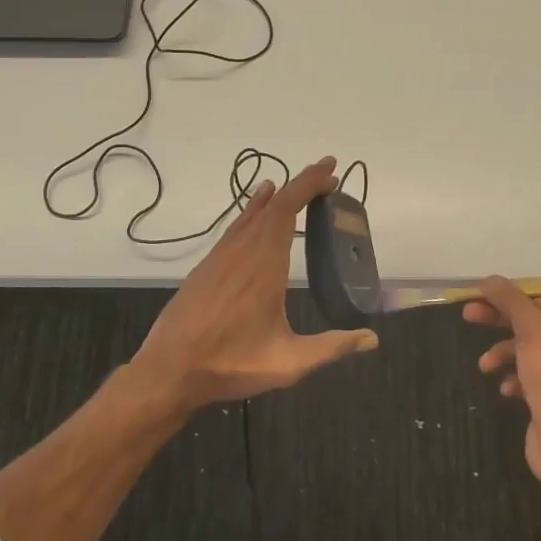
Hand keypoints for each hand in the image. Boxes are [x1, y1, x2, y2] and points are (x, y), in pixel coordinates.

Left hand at [135, 156, 379, 408]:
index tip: (330, 171)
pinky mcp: (207, 267)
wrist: (168, 370)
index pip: (286, 209)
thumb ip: (331, 347)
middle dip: (300, 185)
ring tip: (298, 188)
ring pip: (251, 213)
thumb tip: (372, 338)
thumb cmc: (231, 364)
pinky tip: (256, 211)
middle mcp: (241, 251)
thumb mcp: (288, 362)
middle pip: (272, 204)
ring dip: (277, 197)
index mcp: (264, 265)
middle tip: (327, 177)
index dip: (308, 184)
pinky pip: (235, 227)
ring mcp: (220, 257)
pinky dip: (253, 211)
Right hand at [465, 278, 540, 483]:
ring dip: (503, 353)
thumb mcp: (531, 331)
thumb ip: (510, 301)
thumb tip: (490, 279)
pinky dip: (515, 378)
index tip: (479, 296)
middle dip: (500, 322)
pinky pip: (531, 376)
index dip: (510, 296)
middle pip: (534, 322)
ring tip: (485, 366)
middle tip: (468, 316)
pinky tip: (506, 389)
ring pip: (529, 350)